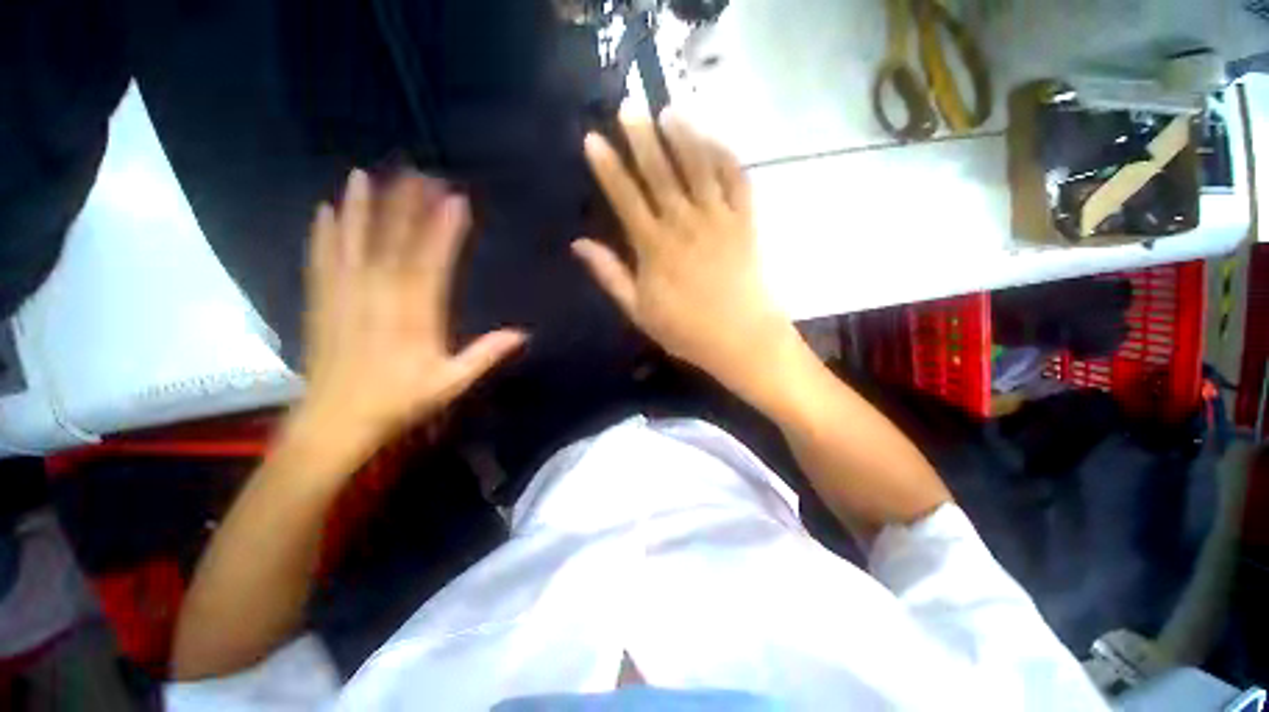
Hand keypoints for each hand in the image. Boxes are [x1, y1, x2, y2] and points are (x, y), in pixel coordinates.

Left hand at [294, 170, 525, 464]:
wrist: (335, 423)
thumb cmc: (399, 403)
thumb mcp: (450, 384)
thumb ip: (484, 355)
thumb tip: (522, 334)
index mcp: (413, 317)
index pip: (430, 263)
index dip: (443, 230)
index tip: (455, 200)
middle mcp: (377, 298)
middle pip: (392, 244)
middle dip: (405, 206)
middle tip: (417, 173)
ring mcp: (344, 297)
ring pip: (353, 244)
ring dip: (361, 208)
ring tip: (365, 175)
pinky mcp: (321, 303)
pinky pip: (322, 261)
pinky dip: (324, 234)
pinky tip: (326, 210)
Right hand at [573, 113, 796, 394]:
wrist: (740, 339)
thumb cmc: (685, 330)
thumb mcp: (638, 310)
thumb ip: (610, 275)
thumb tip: (579, 245)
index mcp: (654, 248)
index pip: (625, 199)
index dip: (608, 168)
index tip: (594, 139)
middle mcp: (684, 224)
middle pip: (660, 174)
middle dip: (642, 139)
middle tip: (629, 107)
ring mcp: (718, 220)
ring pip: (699, 169)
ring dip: (684, 138)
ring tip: (669, 112)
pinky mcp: (744, 223)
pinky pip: (737, 182)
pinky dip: (726, 158)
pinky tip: (715, 140)